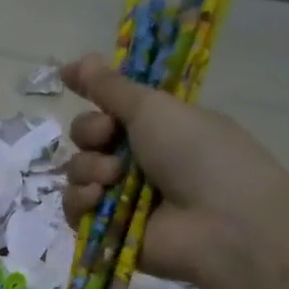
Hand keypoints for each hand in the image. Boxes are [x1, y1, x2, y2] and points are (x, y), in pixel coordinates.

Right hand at [58, 52, 288, 288]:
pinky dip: (81, 200)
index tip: (69, 79)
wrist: (220, 220)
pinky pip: (74, 208)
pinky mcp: (107, 230)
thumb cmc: (196, 153)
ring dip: (88, 168)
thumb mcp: (154, 108)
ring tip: (112, 176)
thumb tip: (76, 59)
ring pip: (77, 172)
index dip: (93, 96)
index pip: (109, 107)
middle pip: (86, 138)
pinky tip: (99, 198)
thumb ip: (110, 87)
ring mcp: (121, 197)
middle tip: (109, 136)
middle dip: (90, 133)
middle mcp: (136, 160)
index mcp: (155, 127)